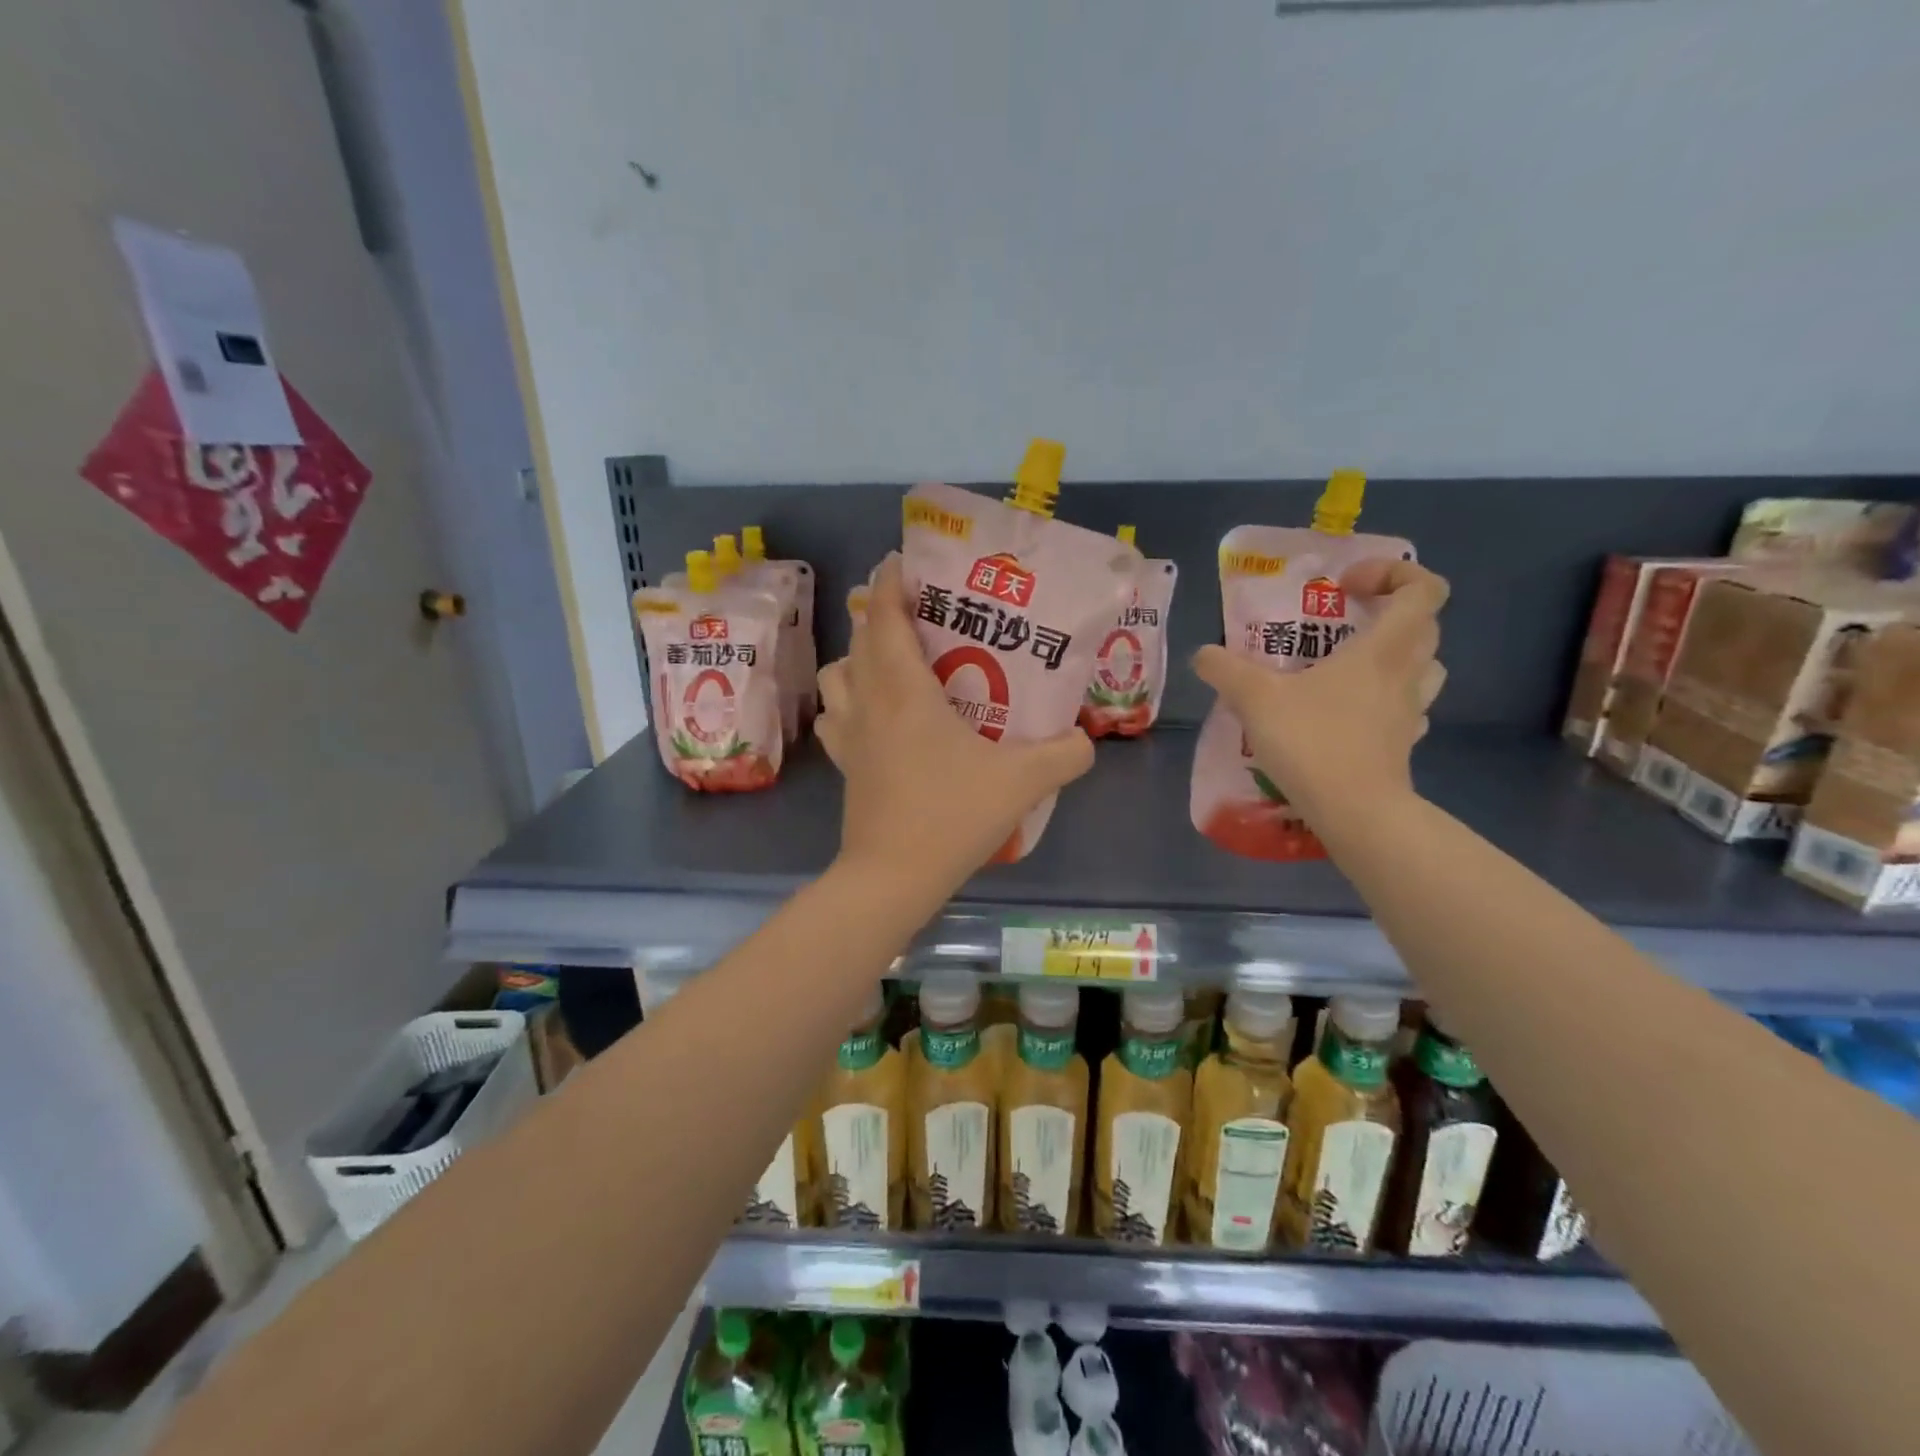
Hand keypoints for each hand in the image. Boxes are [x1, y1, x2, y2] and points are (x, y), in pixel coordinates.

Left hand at [815, 555, 1094, 895]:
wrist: (893, 876)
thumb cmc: (952, 816)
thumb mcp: (1022, 782)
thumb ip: (1064, 754)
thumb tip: (1085, 739)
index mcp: (905, 691)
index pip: (885, 618)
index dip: (890, 584)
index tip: (901, 562)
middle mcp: (868, 702)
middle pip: (860, 640)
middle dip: (881, 615)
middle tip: (917, 613)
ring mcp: (849, 735)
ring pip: (838, 675)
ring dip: (858, 658)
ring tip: (892, 663)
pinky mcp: (844, 764)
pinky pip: (836, 715)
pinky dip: (847, 702)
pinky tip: (873, 715)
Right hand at [1194, 559, 1448, 820]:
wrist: (1355, 811)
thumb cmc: (1312, 741)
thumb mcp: (1254, 698)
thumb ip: (1224, 670)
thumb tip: (1203, 654)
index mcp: (1383, 649)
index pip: (1423, 589)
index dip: (1393, 574)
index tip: (1345, 587)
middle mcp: (1406, 673)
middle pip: (1425, 625)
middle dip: (1389, 613)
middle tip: (1343, 622)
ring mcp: (1411, 710)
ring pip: (1424, 666)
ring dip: (1395, 655)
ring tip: (1348, 666)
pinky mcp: (1404, 742)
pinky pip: (1406, 705)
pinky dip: (1386, 697)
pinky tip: (1350, 711)